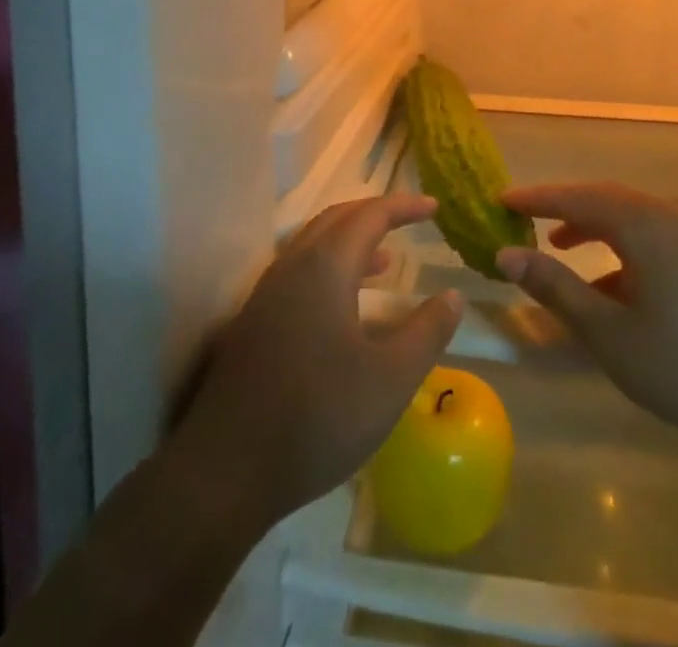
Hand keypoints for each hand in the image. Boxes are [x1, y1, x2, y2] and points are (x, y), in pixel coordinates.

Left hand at [169, 195, 463, 531]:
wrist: (224, 471)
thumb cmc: (317, 418)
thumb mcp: (390, 381)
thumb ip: (427, 333)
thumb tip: (453, 296)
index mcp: (325, 267)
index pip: (370, 215)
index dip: (404, 207)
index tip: (434, 207)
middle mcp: (293, 266)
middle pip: (337, 219)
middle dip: (375, 213)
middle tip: (409, 220)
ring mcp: (268, 293)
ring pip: (314, 245)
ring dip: (352, 241)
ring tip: (386, 261)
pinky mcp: (254, 322)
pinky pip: (300, 272)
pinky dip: (331, 267)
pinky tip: (345, 306)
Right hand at [496, 182, 677, 446]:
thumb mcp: (611, 334)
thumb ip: (557, 289)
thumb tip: (506, 255)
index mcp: (642, 221)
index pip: (574, 196)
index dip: (534, 198)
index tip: (499, 200)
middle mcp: (668, 212)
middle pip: (603, 197)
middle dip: (562, 207)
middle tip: (524, 217)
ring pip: (630, 215)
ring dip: (592, 226)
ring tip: (560, 245)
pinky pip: (653, 233)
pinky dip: (622, 246)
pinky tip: (613, 284)